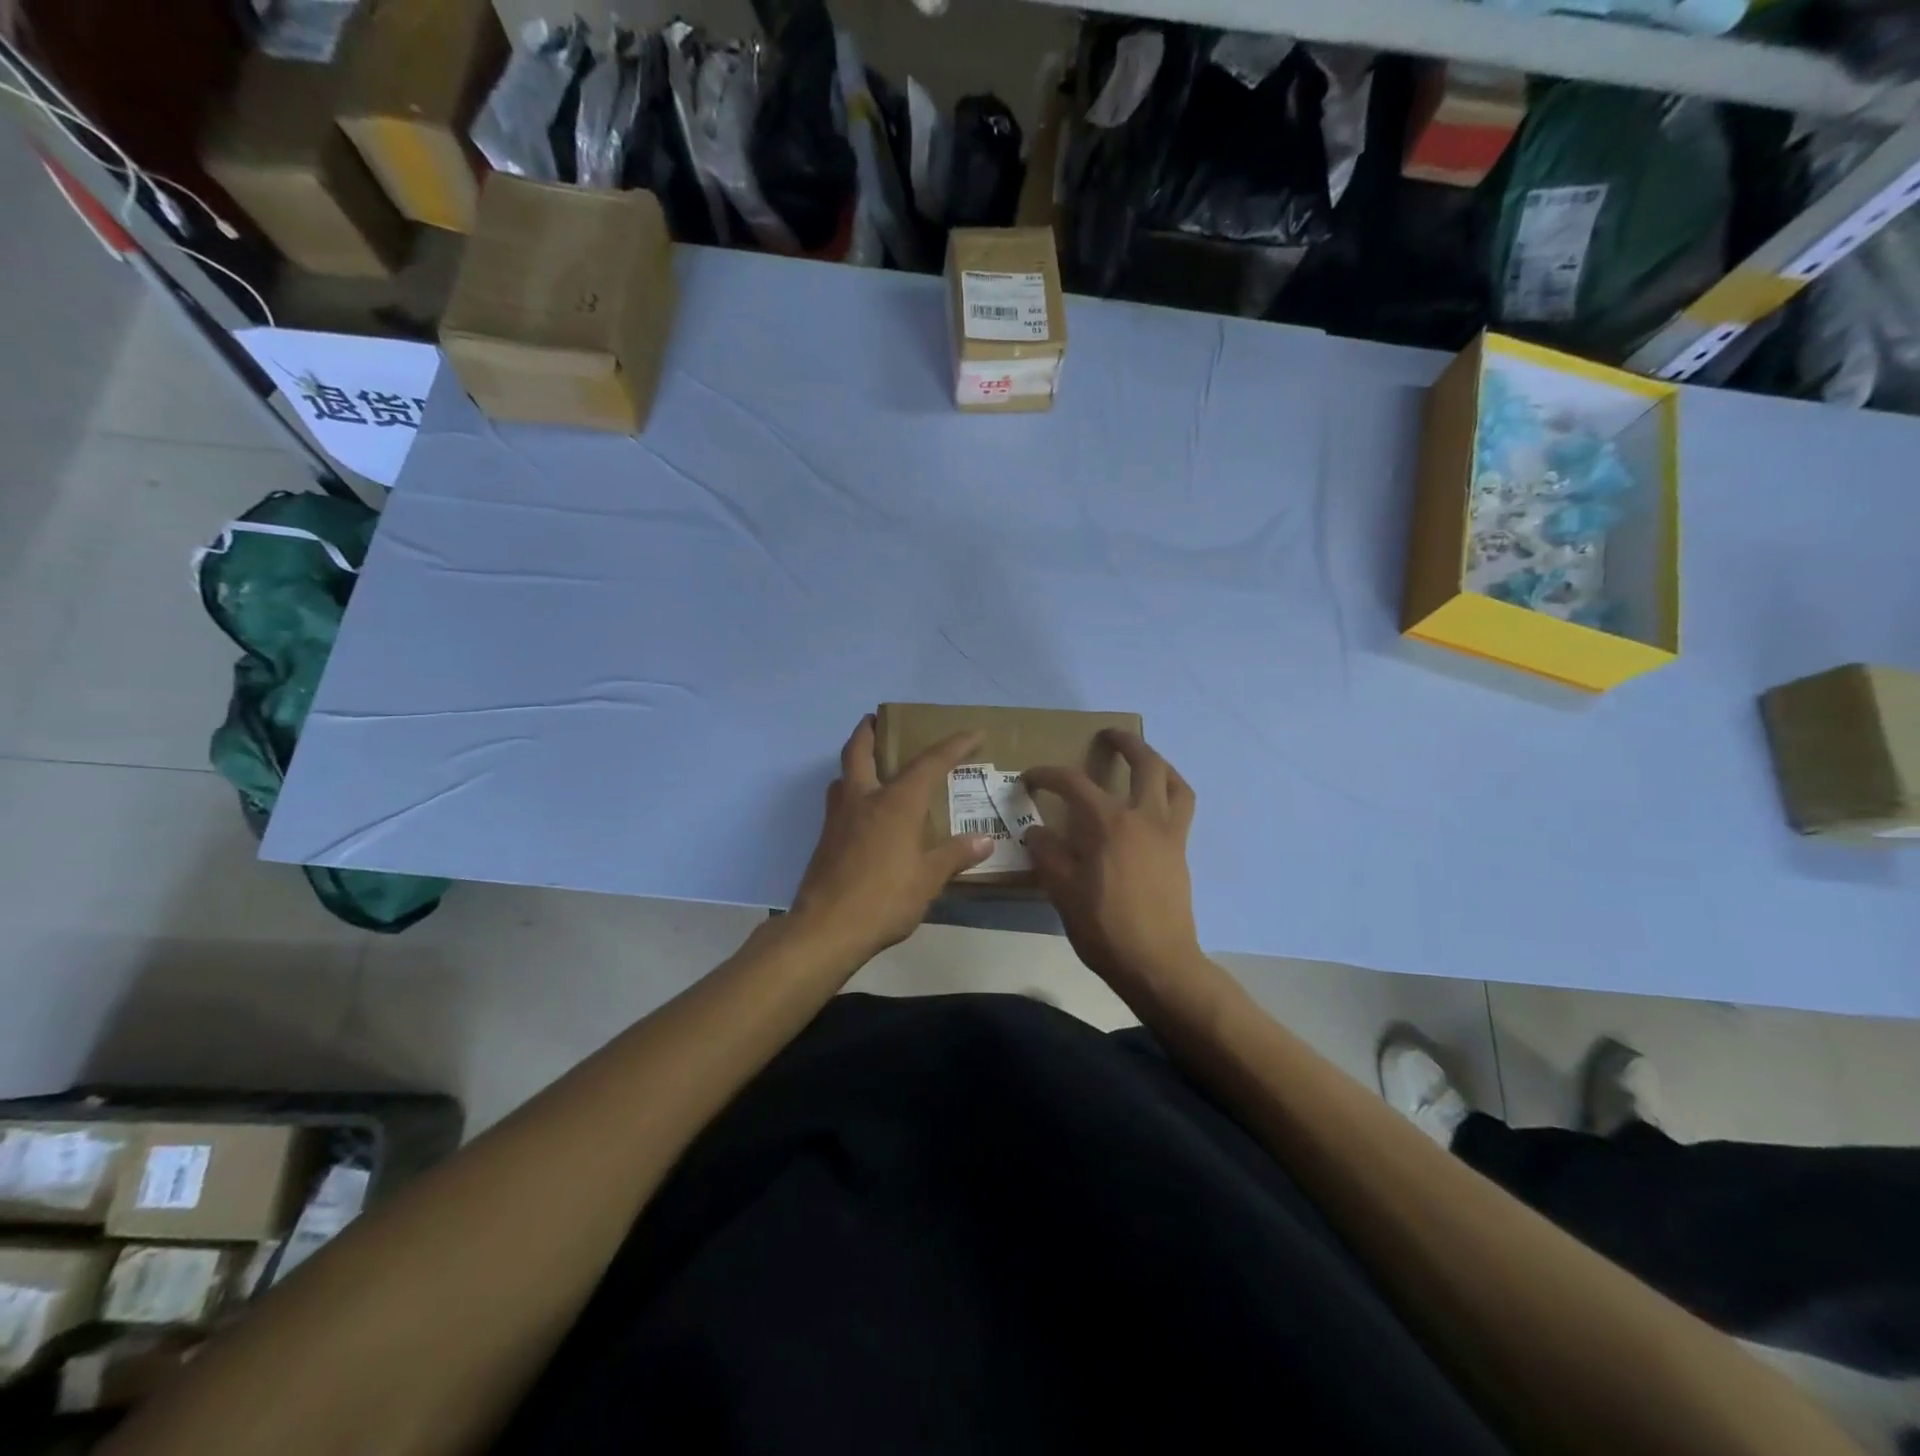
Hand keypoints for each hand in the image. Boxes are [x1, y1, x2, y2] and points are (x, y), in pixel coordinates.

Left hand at [789, 716, 993, 964]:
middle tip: (876, 720)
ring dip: (855, 762)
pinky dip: (851, 793)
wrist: (826, 929)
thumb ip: (955, 855)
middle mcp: (864, 799)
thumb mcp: (929, 879)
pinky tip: (864, 814)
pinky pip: (839, 802)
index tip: (974, 734)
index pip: (929, 763)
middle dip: (868, 731)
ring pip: (843, 775)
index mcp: (896, 802)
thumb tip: (984, 840)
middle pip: (859, 752)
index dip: (954, 746)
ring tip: (871, 767)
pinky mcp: (825, 840)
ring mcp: (839, 818)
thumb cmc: (884, 899)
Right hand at [1024, 731, 1200, 991]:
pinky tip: (1153, 804)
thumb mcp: (1062, 891)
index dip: (1048, 775)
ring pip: (1174, 782)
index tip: (1030, 779)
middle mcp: (1144, 818)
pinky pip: (1182, 807)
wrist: (1157, 963)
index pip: (1074, 783)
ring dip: (1159, 762)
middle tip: (1108, 736)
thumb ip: (1048, 854)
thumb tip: (1036, 832)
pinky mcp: (1180, 852)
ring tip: (1144, 759)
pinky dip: (1170, 791)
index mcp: (1109, 823)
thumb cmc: (1104, 927)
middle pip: (1145, 763)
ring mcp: (1169, 834)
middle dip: (1125, 743)